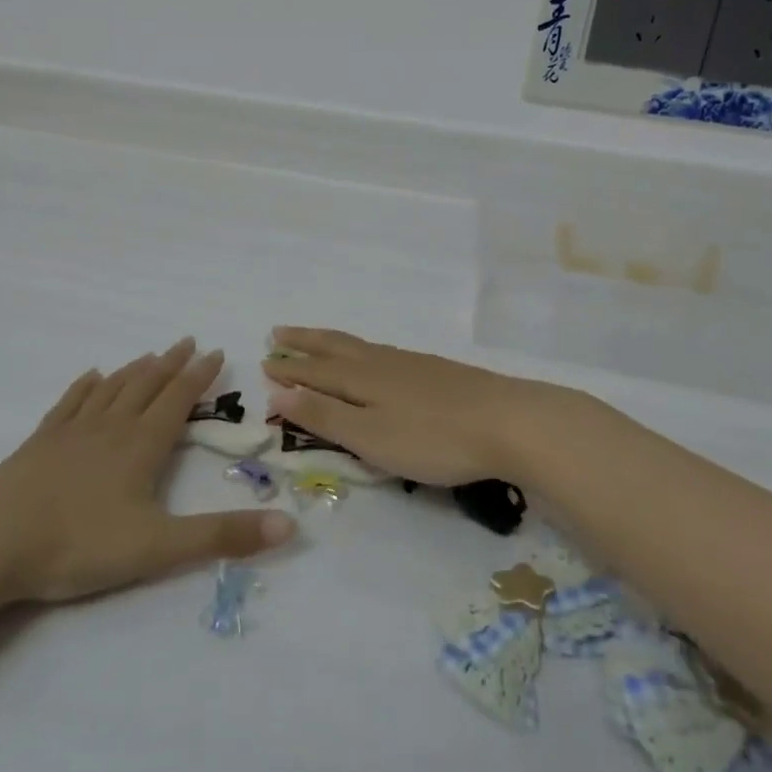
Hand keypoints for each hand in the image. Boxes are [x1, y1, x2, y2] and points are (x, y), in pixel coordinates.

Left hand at [0, 339, 296, 602]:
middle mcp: (111, 426)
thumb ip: (222, 536)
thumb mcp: (159, 546)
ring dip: (136, 369)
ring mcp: (73, 430)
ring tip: (151, 355)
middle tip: (189, 341)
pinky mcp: (41, 442)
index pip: (178, 399)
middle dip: (172, 363)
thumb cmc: (79, 543)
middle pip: (147, 384)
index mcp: (141, 445)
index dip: (200, 375)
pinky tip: (91, 377)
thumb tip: (290, 526)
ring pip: (112, 388)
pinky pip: (71, 402)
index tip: (217, 352)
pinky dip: (86, 386)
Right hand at [260, 328, 574, 486]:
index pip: (315, 371)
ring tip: (316, 339)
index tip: (264, 362)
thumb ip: (326, 417)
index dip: (289, 370)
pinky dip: (360, 349)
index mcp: (361, 379)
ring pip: (359, 346)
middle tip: (278, 333)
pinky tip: (372, 358)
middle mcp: (380, 363)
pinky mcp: (434, 370)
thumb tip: (279, 392)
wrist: (507, 421)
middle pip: (334, 347)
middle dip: (304, 343)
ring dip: (330, 342)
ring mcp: (410, 364)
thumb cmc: (433, 438)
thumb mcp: (371, 438)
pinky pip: (381, 352)